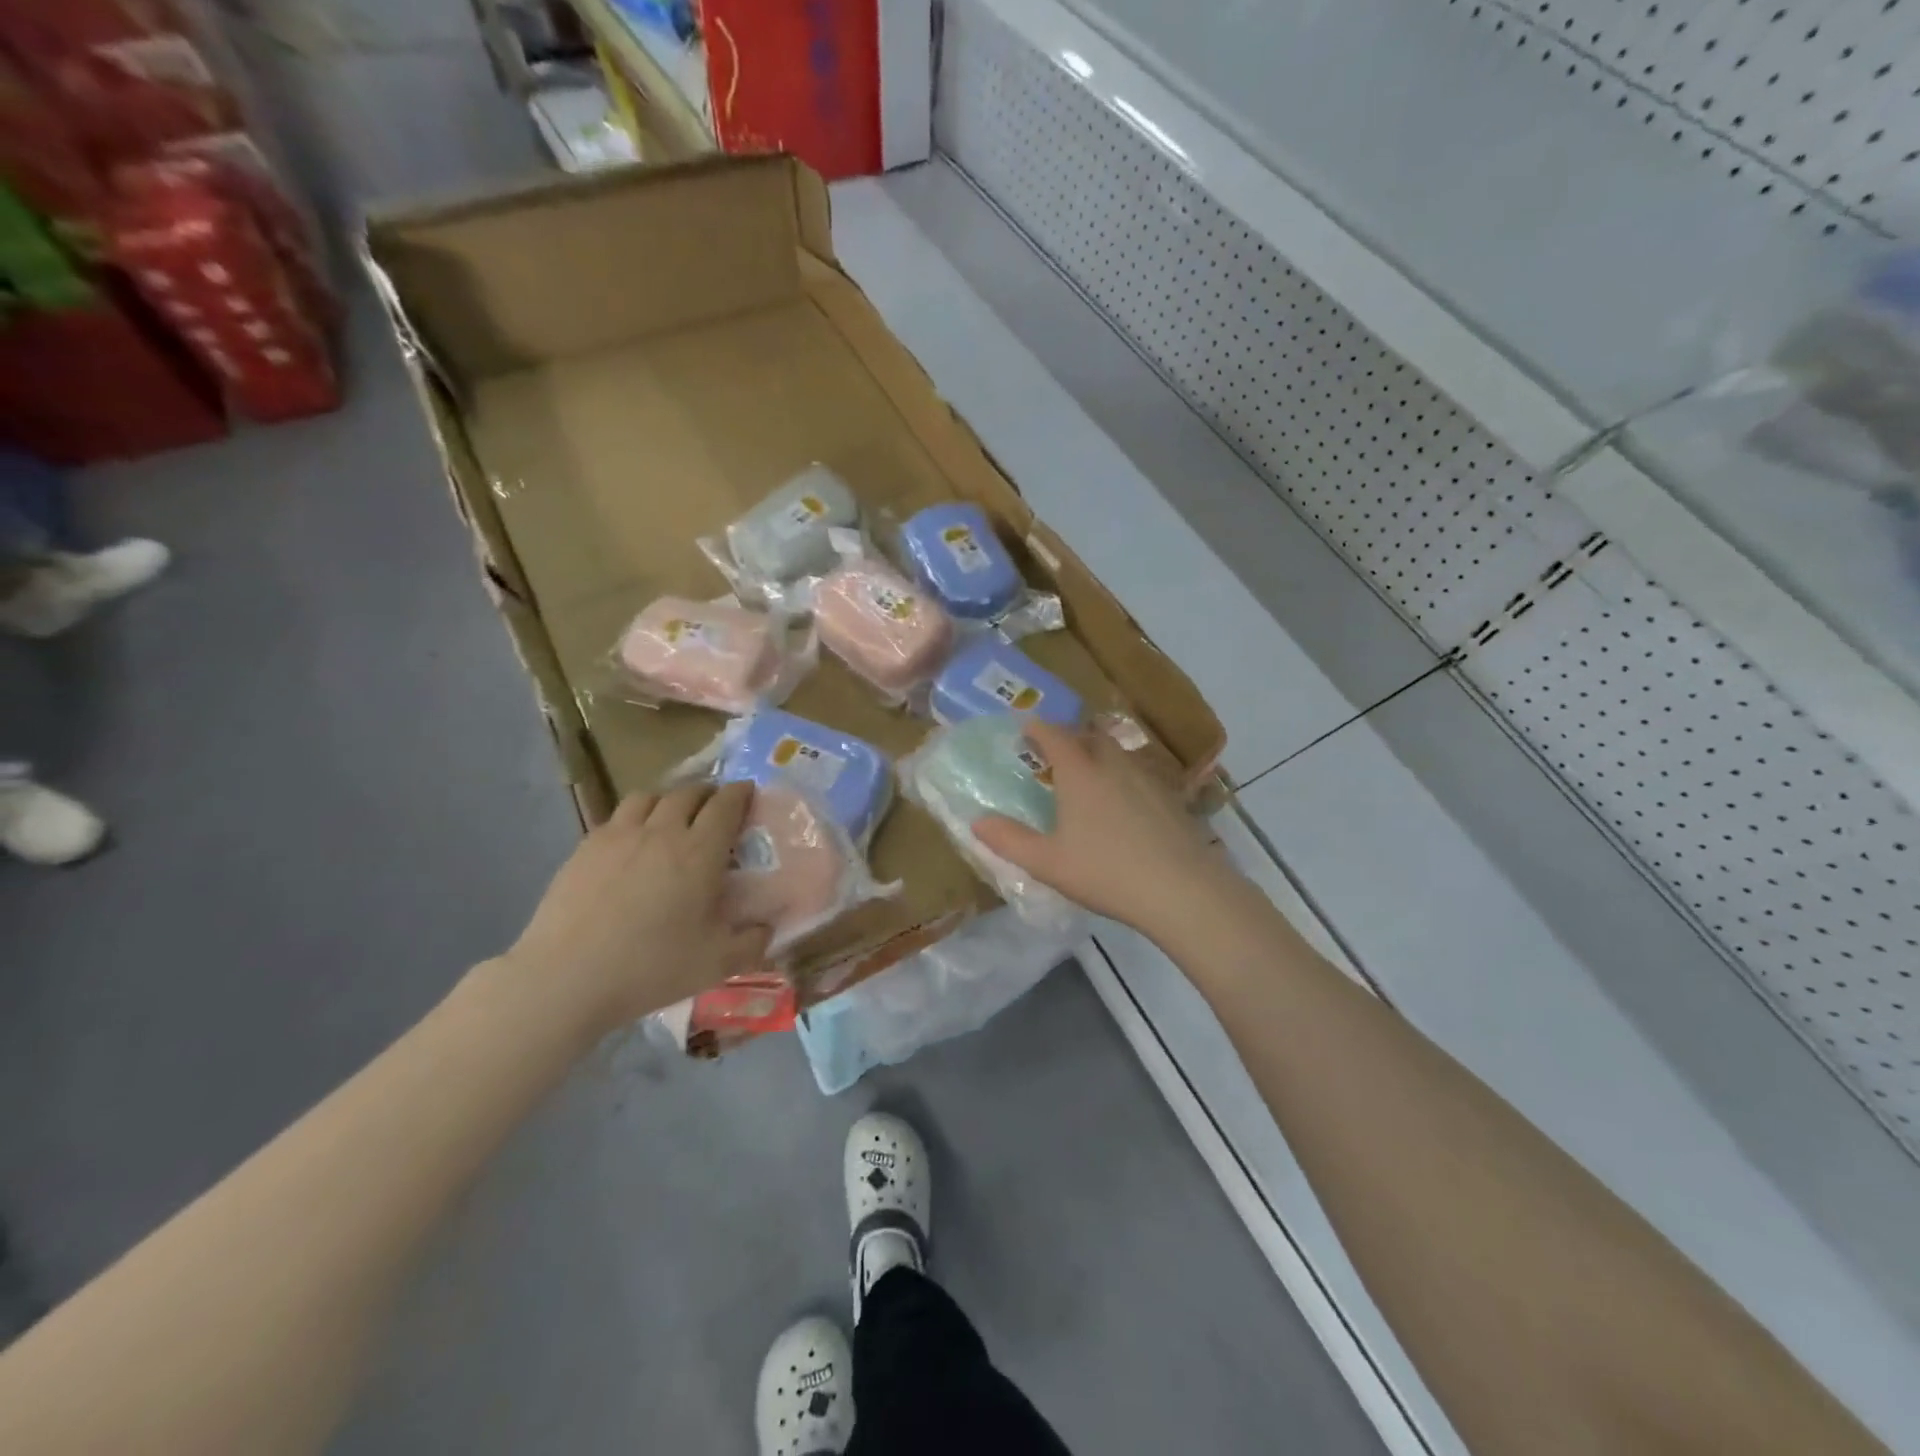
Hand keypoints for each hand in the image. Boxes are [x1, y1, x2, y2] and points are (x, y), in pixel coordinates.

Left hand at [503, 783, 773, 1037]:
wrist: (566, 978)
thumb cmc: (650, 967)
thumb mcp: (717, 963)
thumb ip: (752, 942)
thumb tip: (768, 927)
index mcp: (700, 852)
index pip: (726, 804)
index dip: (741, 793)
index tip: (749, 793)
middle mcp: (662, 831)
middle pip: (688, 792)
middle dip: (708, 793)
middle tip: (715, 809)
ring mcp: (619, 835)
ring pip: (649, 796)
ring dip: (669, 799)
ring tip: (672, 817)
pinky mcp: (586, 848)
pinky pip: (617, 817)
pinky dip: (635, 818)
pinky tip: (632, 843)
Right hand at [972, 720, 1242, 942]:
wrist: (1182, 890)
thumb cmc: (1106, 872)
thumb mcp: (1048, 863)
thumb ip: (1009, 840)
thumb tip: (977, 822)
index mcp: (1081, 772)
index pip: (1055, 734)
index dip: (1038, 728)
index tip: (1026, 729)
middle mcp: (1114, 764)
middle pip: (1090, 736)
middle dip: (1070, 737)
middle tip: (1055, 754)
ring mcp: (1147, 778)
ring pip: (1118, 754)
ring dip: (1099, 755)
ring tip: (1088, 777)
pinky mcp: (1171, 798)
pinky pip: (1139, 775)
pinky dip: (1123, 778)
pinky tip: (1124, 806)